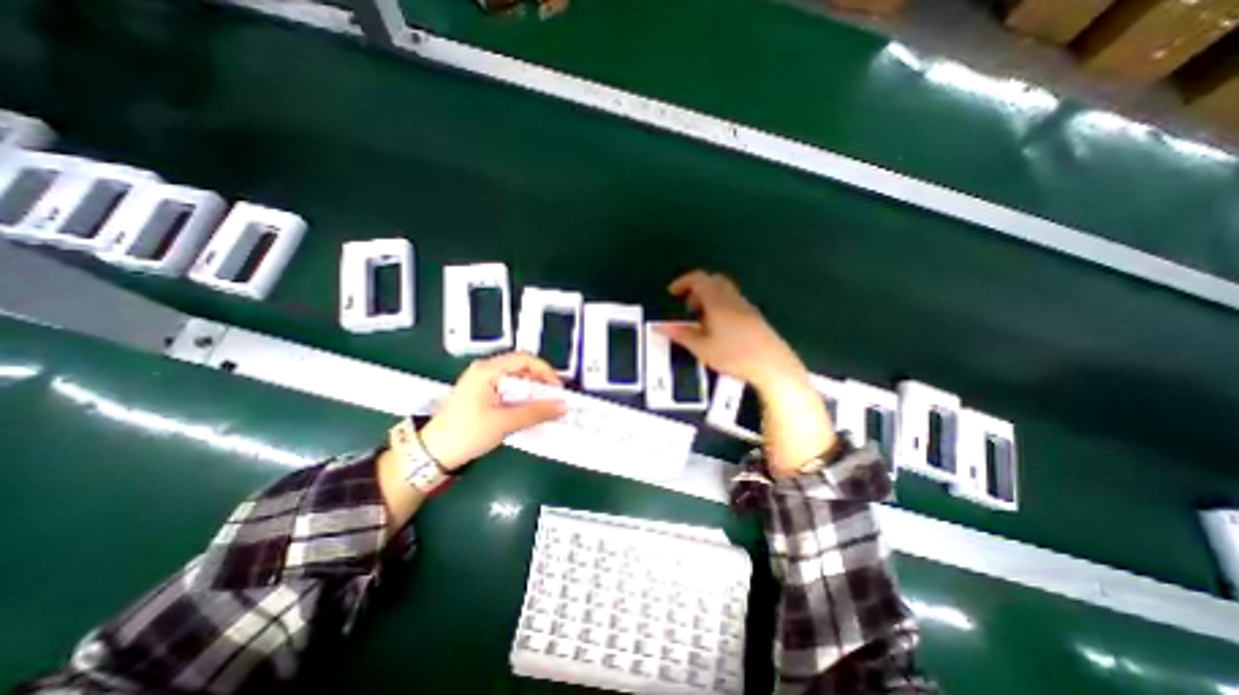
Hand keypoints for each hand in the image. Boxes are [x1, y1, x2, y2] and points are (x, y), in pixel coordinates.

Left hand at [419, 352, 568, 471]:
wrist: (431, 454)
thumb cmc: (466, 433)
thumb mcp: (504, 422)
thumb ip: (536, 413)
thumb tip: (562, 406)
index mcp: (487, 370)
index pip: (524, 359)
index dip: (545, 371)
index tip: (557, 389)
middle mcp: (485, 371)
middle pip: (521, 369)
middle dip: (540, 384)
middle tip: (554, 400)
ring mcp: (482, 383)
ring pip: (515, 382)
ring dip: (532, 394)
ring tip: (544, 408)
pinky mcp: (481, 396)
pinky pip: (508, 392)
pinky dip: (521, 400)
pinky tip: (529, 413)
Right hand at [652, 268, 808, 391]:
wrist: (771, 364)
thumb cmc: (733, 355)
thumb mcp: (702, 347)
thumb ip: (680, 334)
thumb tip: (659, 326)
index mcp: (717, 301)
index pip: (699, 279)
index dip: (682, 282)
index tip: (671, 294)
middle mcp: (732, 298)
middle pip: (713, 280)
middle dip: (696, 289)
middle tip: (687, 308)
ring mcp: (745, 306)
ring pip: (723, 291)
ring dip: (708, 298)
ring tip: (701, 322)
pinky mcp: (753, 315)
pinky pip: (732, 301)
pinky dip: (719, 305)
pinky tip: (718, 329)